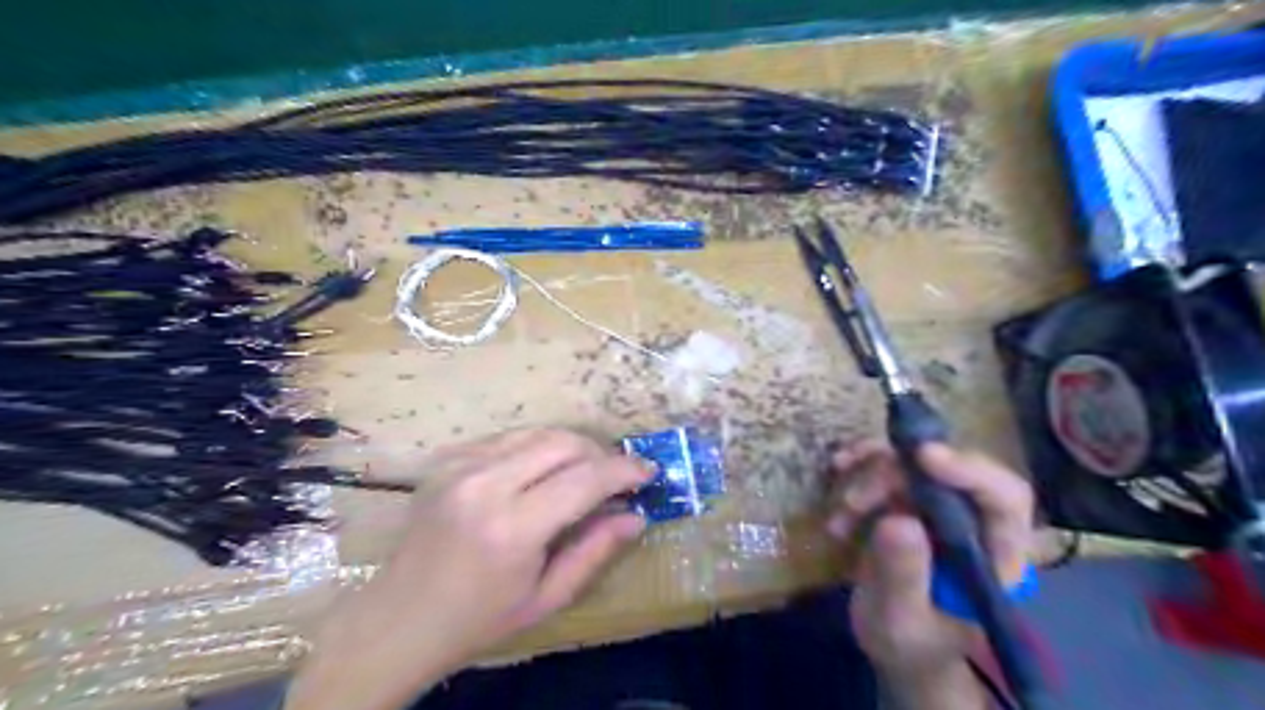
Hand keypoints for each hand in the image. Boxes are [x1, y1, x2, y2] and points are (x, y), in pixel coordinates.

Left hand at [280, 426, 644, 709]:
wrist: (399, 618)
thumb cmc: (478, 620)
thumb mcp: (546, 598)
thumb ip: (595, 552)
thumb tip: (636, 517)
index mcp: (511, 528)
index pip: (585, 478)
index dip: (624, 470)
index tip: (648, 472)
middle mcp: (484, 484)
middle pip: (563, 442)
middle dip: (600, 453)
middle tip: (616, 476)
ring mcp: (460, 465)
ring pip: (537, 432)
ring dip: (571, 447)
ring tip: (585, 472)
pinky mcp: (447, 459)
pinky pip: (508, 437)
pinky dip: (537, 448)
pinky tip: (541, 472)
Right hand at [828, 442, 1031, 691]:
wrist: (894, 642)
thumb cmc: (911, 643)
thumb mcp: (902, 619)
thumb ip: (903, 576)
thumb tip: (897, 521)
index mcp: (997, 555)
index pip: (1004, 498)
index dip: (971, 470)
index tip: (922, 456)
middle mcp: (975, 520)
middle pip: (948, 470)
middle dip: (896, 475)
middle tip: (853, 501)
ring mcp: (940, 505)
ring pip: (912, 462)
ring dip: (870, 474)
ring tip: (842, 510)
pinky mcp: (909, 497)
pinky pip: (886, 464)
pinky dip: (857, 468)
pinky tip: (836, 484)